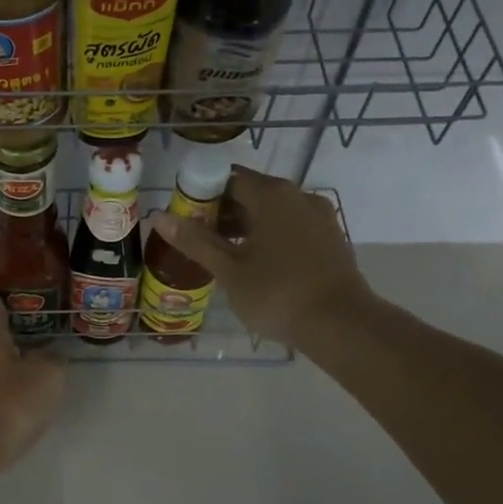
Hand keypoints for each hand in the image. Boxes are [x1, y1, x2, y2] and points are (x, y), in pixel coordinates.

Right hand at [151, 167, 374, 348]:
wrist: (342, 324)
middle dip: (222, 212)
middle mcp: (298, 195)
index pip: (227, 178)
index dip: (201, 193)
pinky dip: (270, 238)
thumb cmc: (278, 293)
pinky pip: (291, 228)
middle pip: (251, 193)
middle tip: (198, 239)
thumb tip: (160, 216)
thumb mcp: (229, 269)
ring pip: (273, 212)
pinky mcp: (331, 239)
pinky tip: (257, 265)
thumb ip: (195, 241)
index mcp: (271, 194)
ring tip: (223, 256)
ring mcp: (319, 217)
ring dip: (246, 227)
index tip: (185, 216)